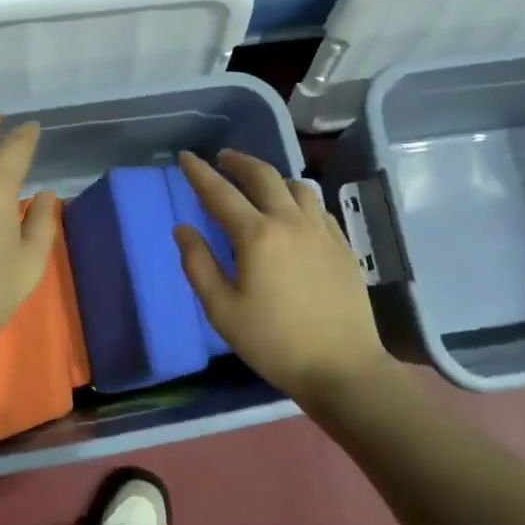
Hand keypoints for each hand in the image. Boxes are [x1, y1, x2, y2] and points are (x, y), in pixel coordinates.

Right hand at [174, 149, 392, 404]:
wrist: (342, 367)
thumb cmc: (273, 342)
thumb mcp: (222, 310)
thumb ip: (198, 264)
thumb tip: (183, 228)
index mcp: (256, 235)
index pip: (220, 192)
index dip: (199, 172)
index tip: (185, 157)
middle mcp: (290, 221)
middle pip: (262, 175)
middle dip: (238, 161)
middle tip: (221, 158)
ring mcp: (321, 230)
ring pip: (295, 185)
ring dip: (271, 176)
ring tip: (257, 183)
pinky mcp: (341, 244)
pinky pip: (316, 206)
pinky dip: (297, 197)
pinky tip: (293, 211)